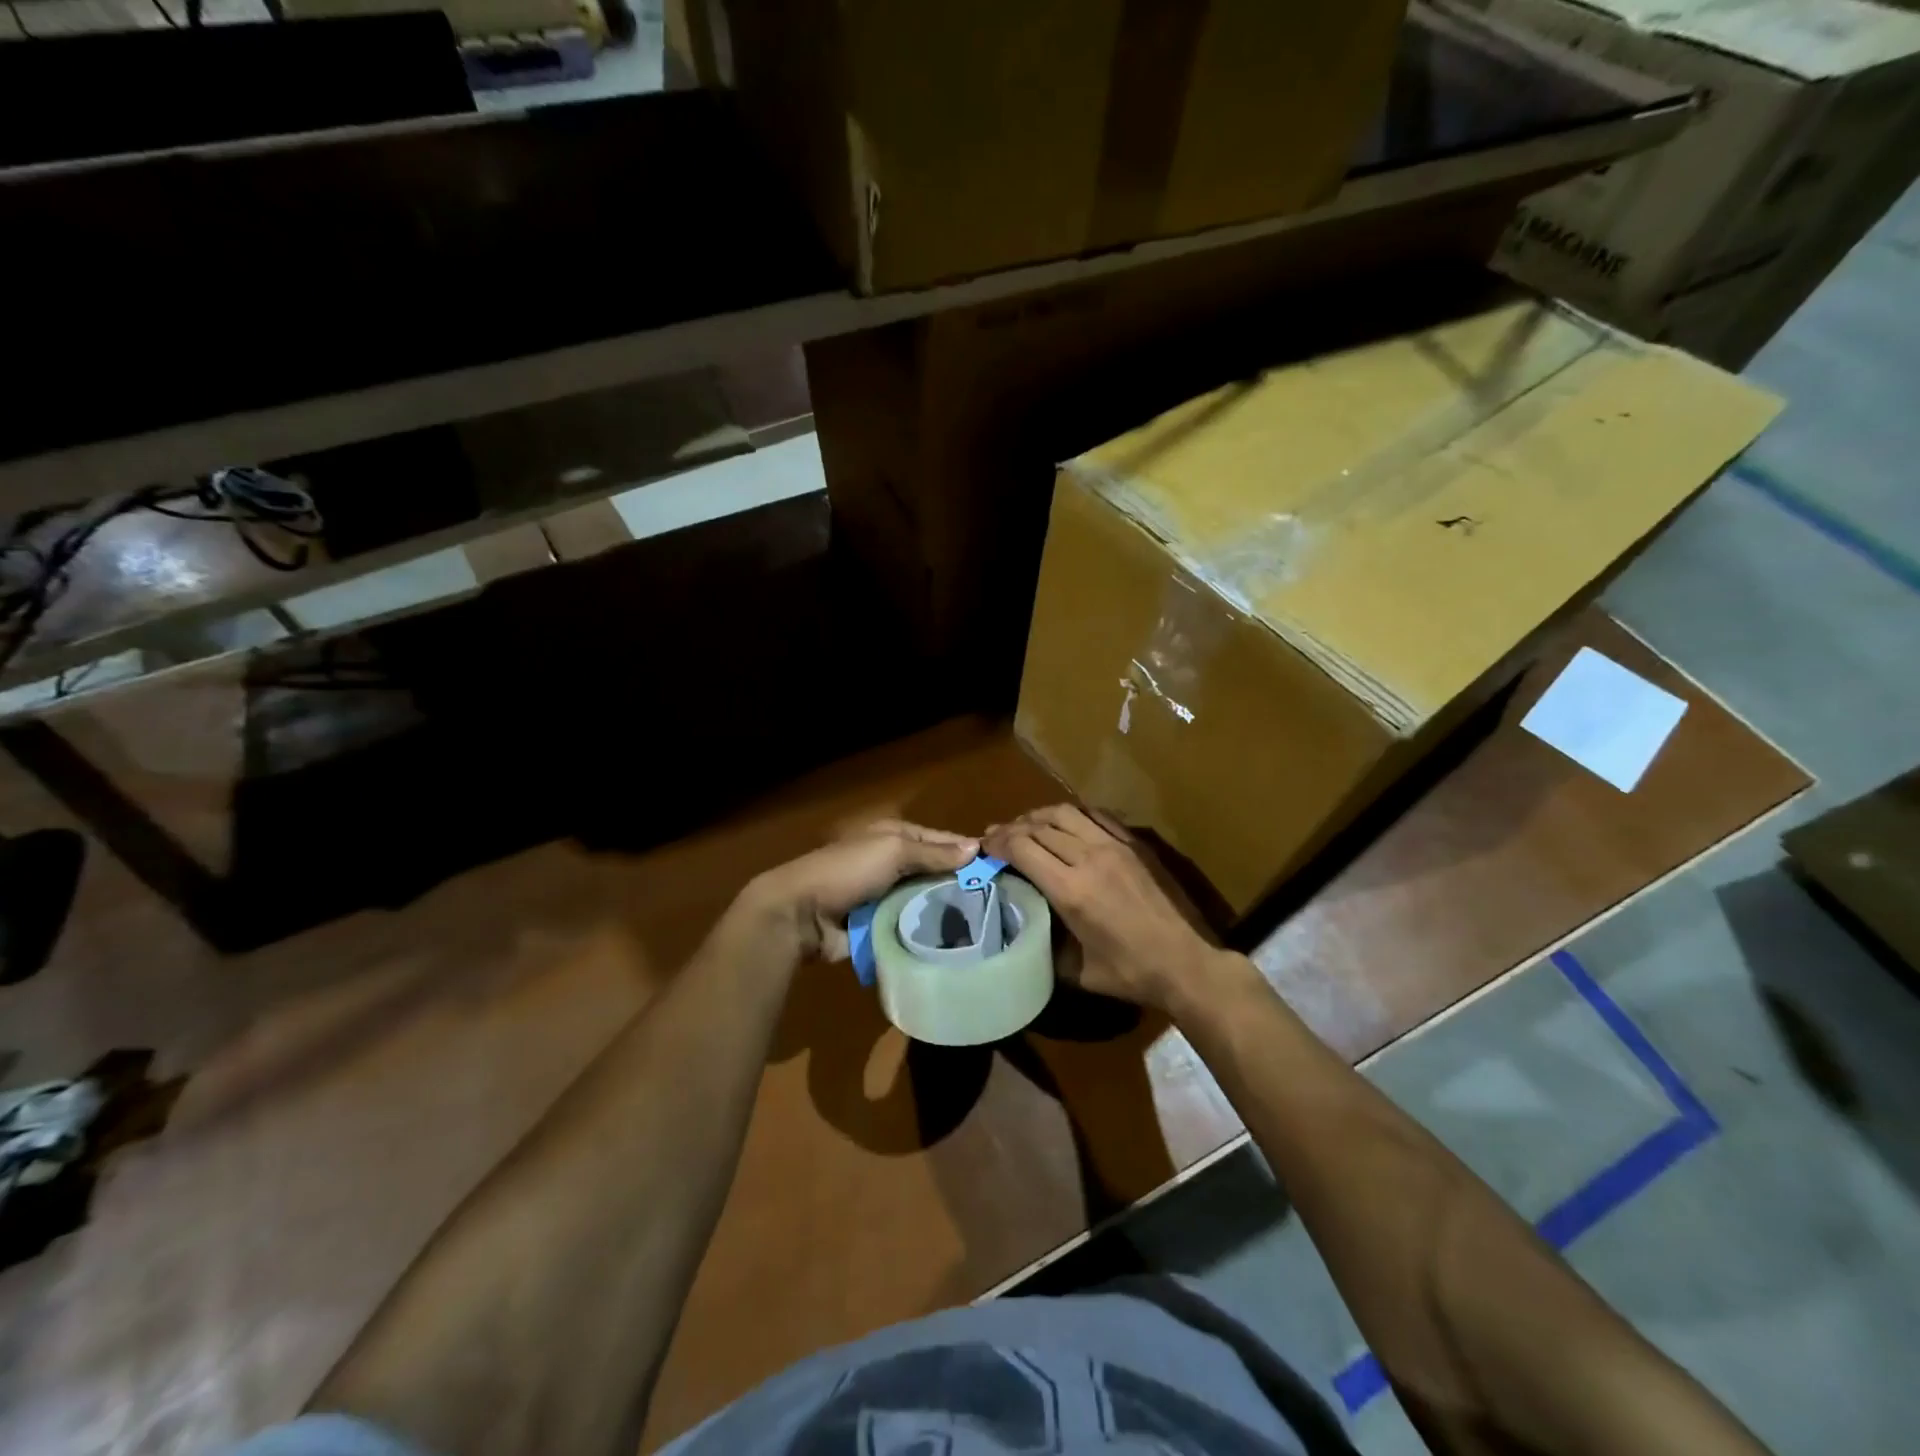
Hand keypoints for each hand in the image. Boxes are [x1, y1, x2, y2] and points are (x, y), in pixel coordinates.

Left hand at [743, 820, 979, 962]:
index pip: (941, 841)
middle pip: (935, 873)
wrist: (800, 914)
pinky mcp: (880, 927)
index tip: (1002, 869)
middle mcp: (893, 864)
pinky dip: (927, 933)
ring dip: (946, 912)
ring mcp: (886, 897)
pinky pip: (911, 928)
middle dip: (961, 886)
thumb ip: (934, 852)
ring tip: (985, 928)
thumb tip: (976, 848)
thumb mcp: (893, 851)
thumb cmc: (848, 871)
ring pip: (926, 902)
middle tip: (1000, 905)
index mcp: (895, 837)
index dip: (968, 852)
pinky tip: (955, 944)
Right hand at [984, 805, 1232, 1013]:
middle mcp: (1089, 858)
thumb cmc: (1130, 973)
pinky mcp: (1135, 844)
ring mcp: (1115, 846)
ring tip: (1027, 825)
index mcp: (1071, 890)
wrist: (1186, 962)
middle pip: (1039, 827)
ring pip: (1066, 813)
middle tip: (997, 836)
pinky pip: (1096, 816)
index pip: (1022, 848)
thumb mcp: (1077, 971)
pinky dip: (1073, 815)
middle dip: (1012, 828)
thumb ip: (1046, 945)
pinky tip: (1066, 825)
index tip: (984, 845)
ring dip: (1039, 816)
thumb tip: (1026, 928)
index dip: (998, 843)